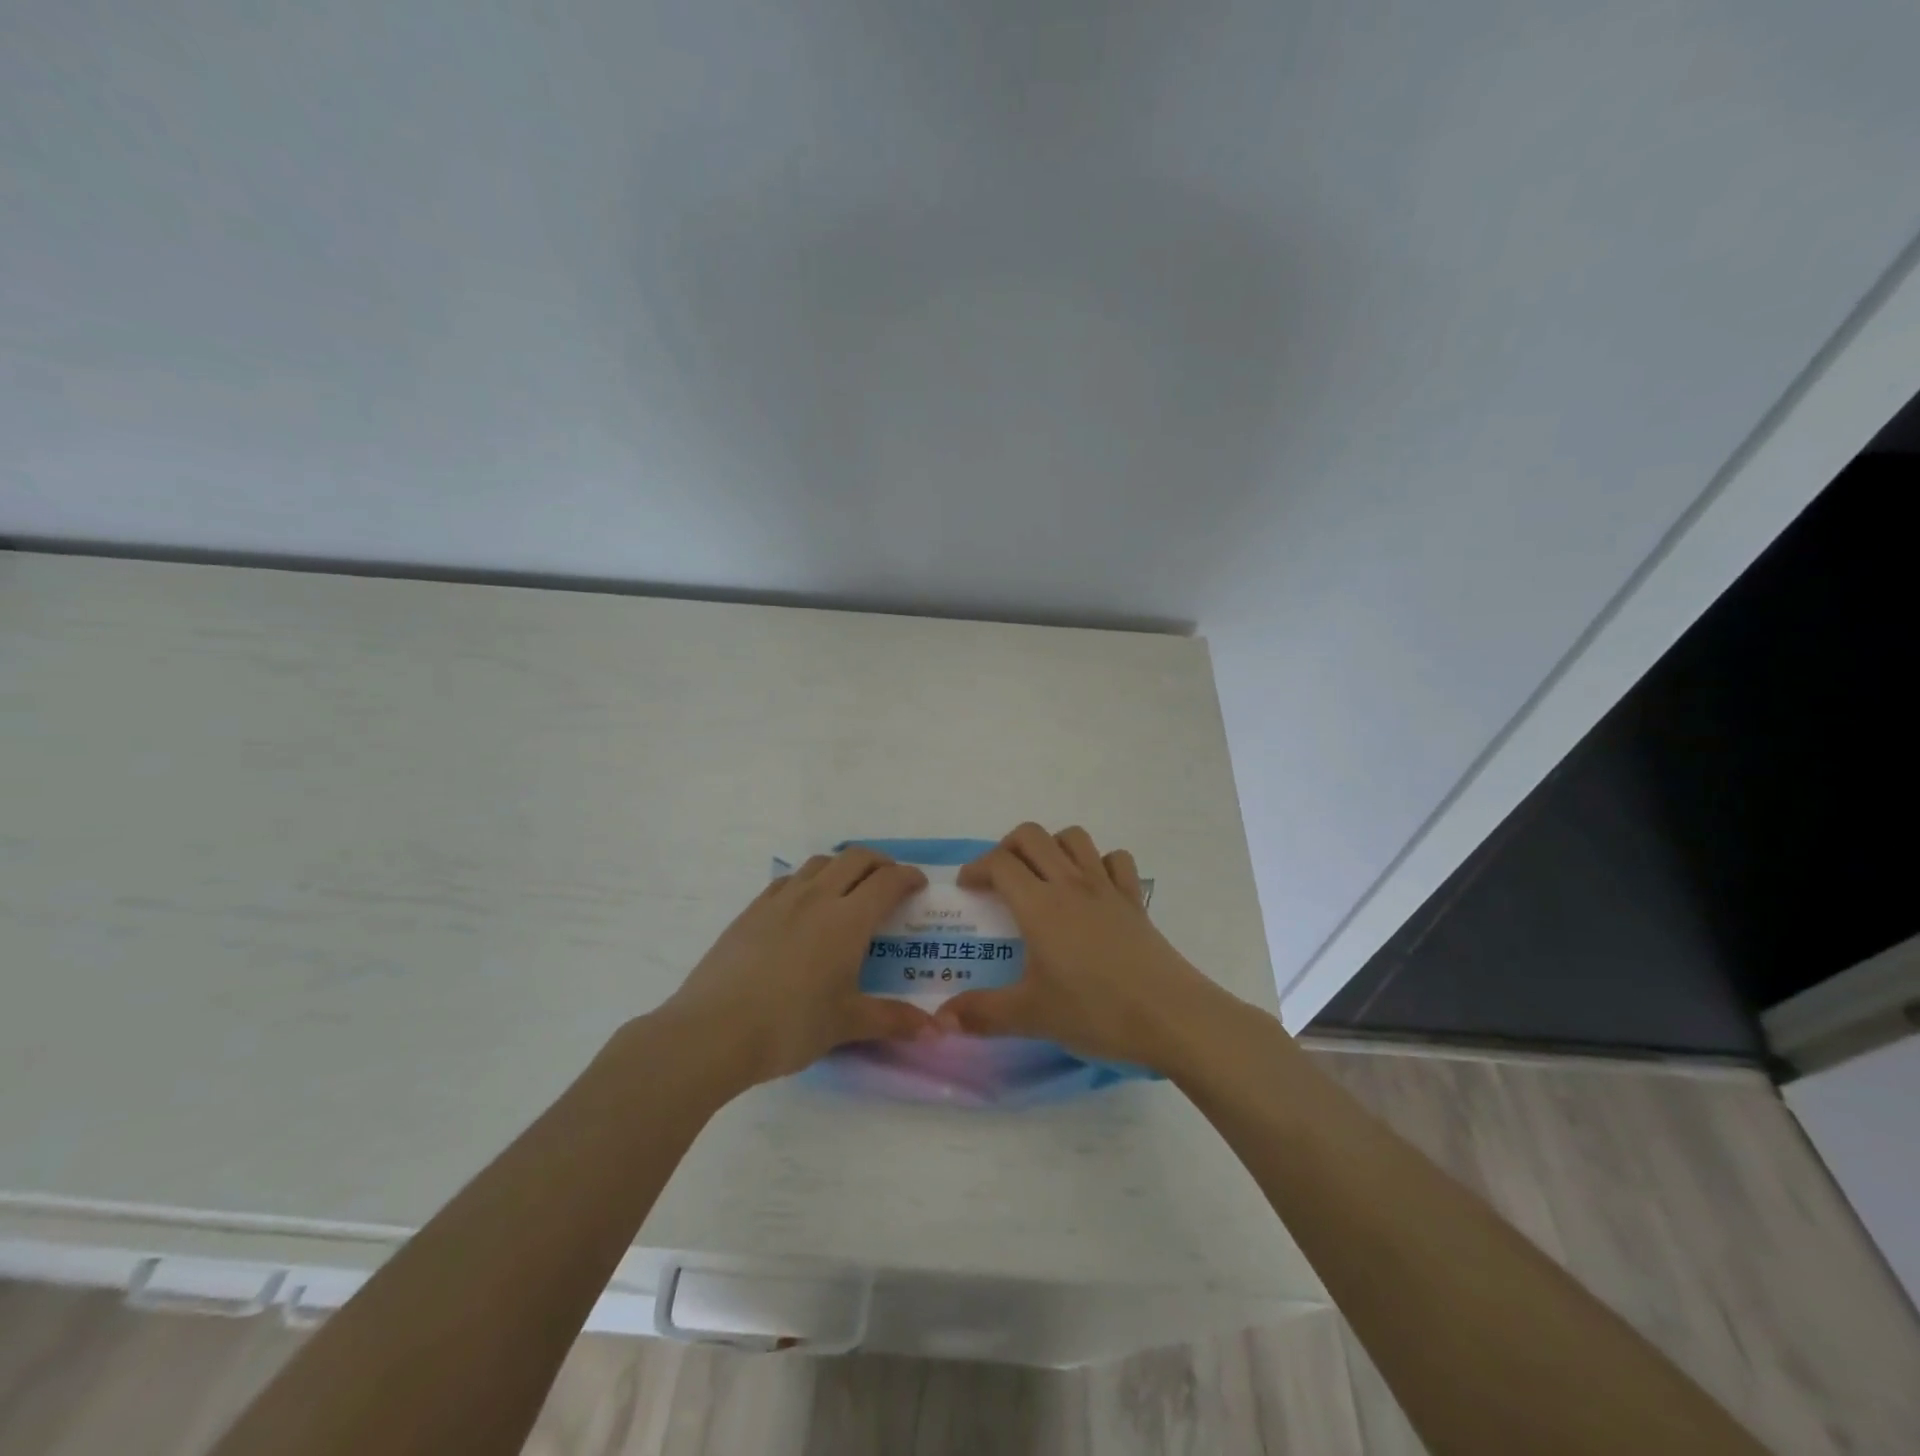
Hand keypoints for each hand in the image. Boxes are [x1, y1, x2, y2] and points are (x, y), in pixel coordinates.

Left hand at [658, 847, 932, 1087]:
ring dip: (843, 866)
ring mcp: (780, 900)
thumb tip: (934, 1030)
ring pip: (820, 863)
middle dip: (880, 863)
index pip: (887, 882)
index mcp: (847, 920)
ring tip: (849, 889)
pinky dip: (809, 880)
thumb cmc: (789, 1026)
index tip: (919, 885)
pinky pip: (788, 879)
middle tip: (890, 882)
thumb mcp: (845, 1025)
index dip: (908, 877)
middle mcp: (817, 898)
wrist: (712, 1032)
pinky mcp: (751, 911)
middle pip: (855, 859)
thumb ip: (891, 1020)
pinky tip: (804, 905)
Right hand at [933, 823, 1234, 1071]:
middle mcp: (1070, 883)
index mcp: (1040, 905)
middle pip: (1032, 836)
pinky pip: (1115, 860)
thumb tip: (939, 1020)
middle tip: (999, 878)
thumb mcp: (1032, 1016)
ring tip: (1042, 876)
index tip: (967, 889)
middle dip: (1007, 847)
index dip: (977, 868)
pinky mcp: (1134, 900)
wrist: (1171, 1016)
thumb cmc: (1096, 1011)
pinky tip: (1093, 889)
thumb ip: (981, 1014)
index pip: (1000, 863)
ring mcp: (1107, 887)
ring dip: (1052, 846)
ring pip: (1074, 838)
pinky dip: (1099, 863)